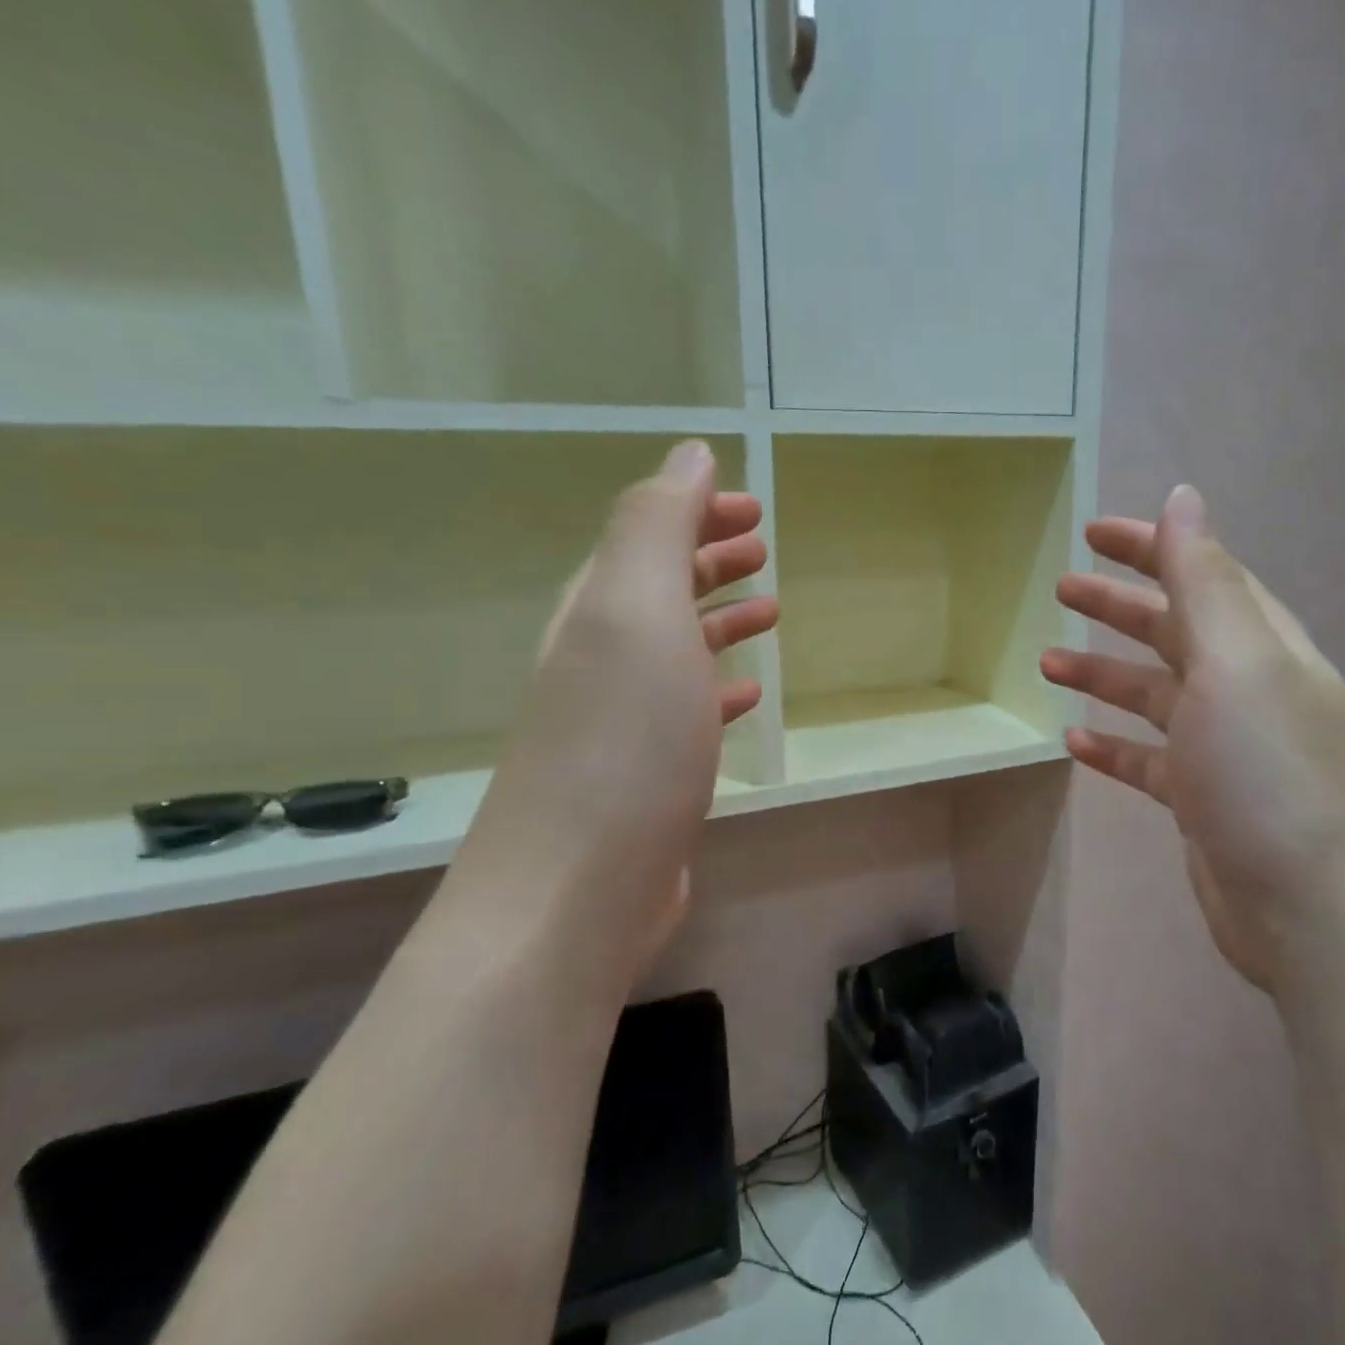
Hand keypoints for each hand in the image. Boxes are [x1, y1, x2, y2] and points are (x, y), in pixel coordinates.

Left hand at [449, 440, 776, 985]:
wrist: (576, 891)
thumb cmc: (621, 742)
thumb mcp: (636, 612)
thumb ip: (656, 525)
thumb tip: (690, 453)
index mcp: (599, 610)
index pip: (647, 536)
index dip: (697, 511)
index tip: (754, 508)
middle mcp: (602, 658)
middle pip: (658, 589)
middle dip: (708, 557)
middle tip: (762, 546)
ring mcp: (621, 722)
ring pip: (676, 649)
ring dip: (717, 619)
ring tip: (768, 609)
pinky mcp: (647, 777)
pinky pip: (688, 710)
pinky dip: (719, 688)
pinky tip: (748, 695)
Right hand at [1040, 485, 1344, 994]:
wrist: (1318, 914)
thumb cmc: (1271, 775)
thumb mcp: (1237, 664)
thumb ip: (1205, 582)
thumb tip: (1184, 498)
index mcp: (1264, 648)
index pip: (1204, 576)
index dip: (1151, 549)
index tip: (1093, 533)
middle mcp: (1248, 691)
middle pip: (1175, 632)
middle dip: (1118, 607)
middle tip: (1060, 590)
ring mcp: (1226, 750)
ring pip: (1155, 696)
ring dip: (1104, 676)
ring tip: (1047, 663)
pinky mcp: (1204, 803)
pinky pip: (1149, 760)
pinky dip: (1114, 745)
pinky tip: (1075, 742)